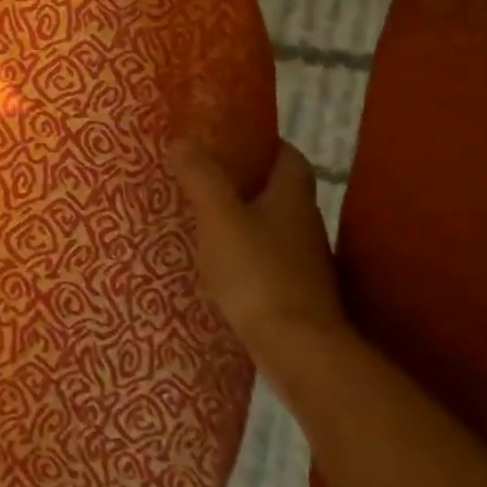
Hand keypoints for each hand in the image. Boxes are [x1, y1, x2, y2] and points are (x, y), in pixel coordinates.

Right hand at [167, 138, 347, 358]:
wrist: (297, 348)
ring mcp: (303, 263)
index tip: (234, 139)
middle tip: (206, 175)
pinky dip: (245, 253)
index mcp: (291, 199)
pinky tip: (218, 262)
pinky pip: (266, 259)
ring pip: (272, 227)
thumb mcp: (219, 217)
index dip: (267, 144)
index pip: (290, 158)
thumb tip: (182, 140)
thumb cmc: (257, 272)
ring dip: (244, 218)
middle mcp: (305, 226)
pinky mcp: (294, 294)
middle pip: (280, 192)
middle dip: (248, 181)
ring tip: (204, 216)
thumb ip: (201, 177)